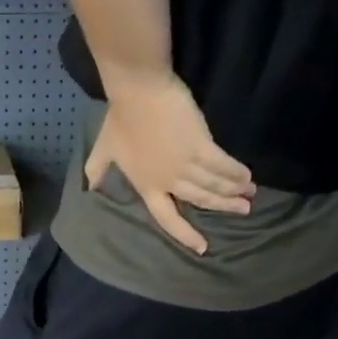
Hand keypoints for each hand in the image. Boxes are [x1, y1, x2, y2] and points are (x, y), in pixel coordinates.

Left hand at [87, 72, 253, 254]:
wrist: (138, 91)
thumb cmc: (121, 119)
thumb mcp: (103, 150)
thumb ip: (97, 171)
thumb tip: (88, 187)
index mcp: (147, 186)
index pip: (166, 219)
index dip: (185, 234)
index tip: (202, 247)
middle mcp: (168, 181)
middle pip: (199, 200)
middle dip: (223, 207)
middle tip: (243, 210)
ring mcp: (184, 164)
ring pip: (213, 184)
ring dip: (233, 190)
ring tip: (249, 195)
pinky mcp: (200, 145)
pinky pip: (221, 164)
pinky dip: (235, 171)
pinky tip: (247, 176)